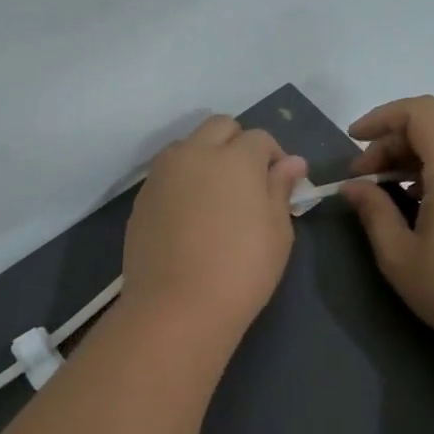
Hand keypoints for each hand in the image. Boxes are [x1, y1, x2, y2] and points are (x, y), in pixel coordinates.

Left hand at [121, 117, 308, 341]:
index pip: (260, 138)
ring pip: (187, 146)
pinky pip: (167, 174)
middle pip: (219, 127)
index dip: (274, 157)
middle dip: (237, 143)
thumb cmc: (242, 271)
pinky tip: (190, 215)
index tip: (280, 184)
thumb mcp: (277, 232)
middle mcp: (195, 154)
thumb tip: (291, 162)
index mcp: (235, 158)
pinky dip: (182, 181)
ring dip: (205, 157)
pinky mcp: (142, 197)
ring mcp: (162, 174)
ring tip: (215, 196)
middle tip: (248, 181)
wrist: (177, 306)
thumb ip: (280, 189)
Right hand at [341, 95, 433, 354]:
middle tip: (359, 182)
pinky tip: (413, 212)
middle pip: (432, 132)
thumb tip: (352, 187)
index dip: (382, 117)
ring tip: (380, 197)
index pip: (421, 113)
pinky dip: (430, 179)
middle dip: (389, 146)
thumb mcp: (398, 254)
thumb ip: (373, 211)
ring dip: (408, 164)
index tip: (353, 141)